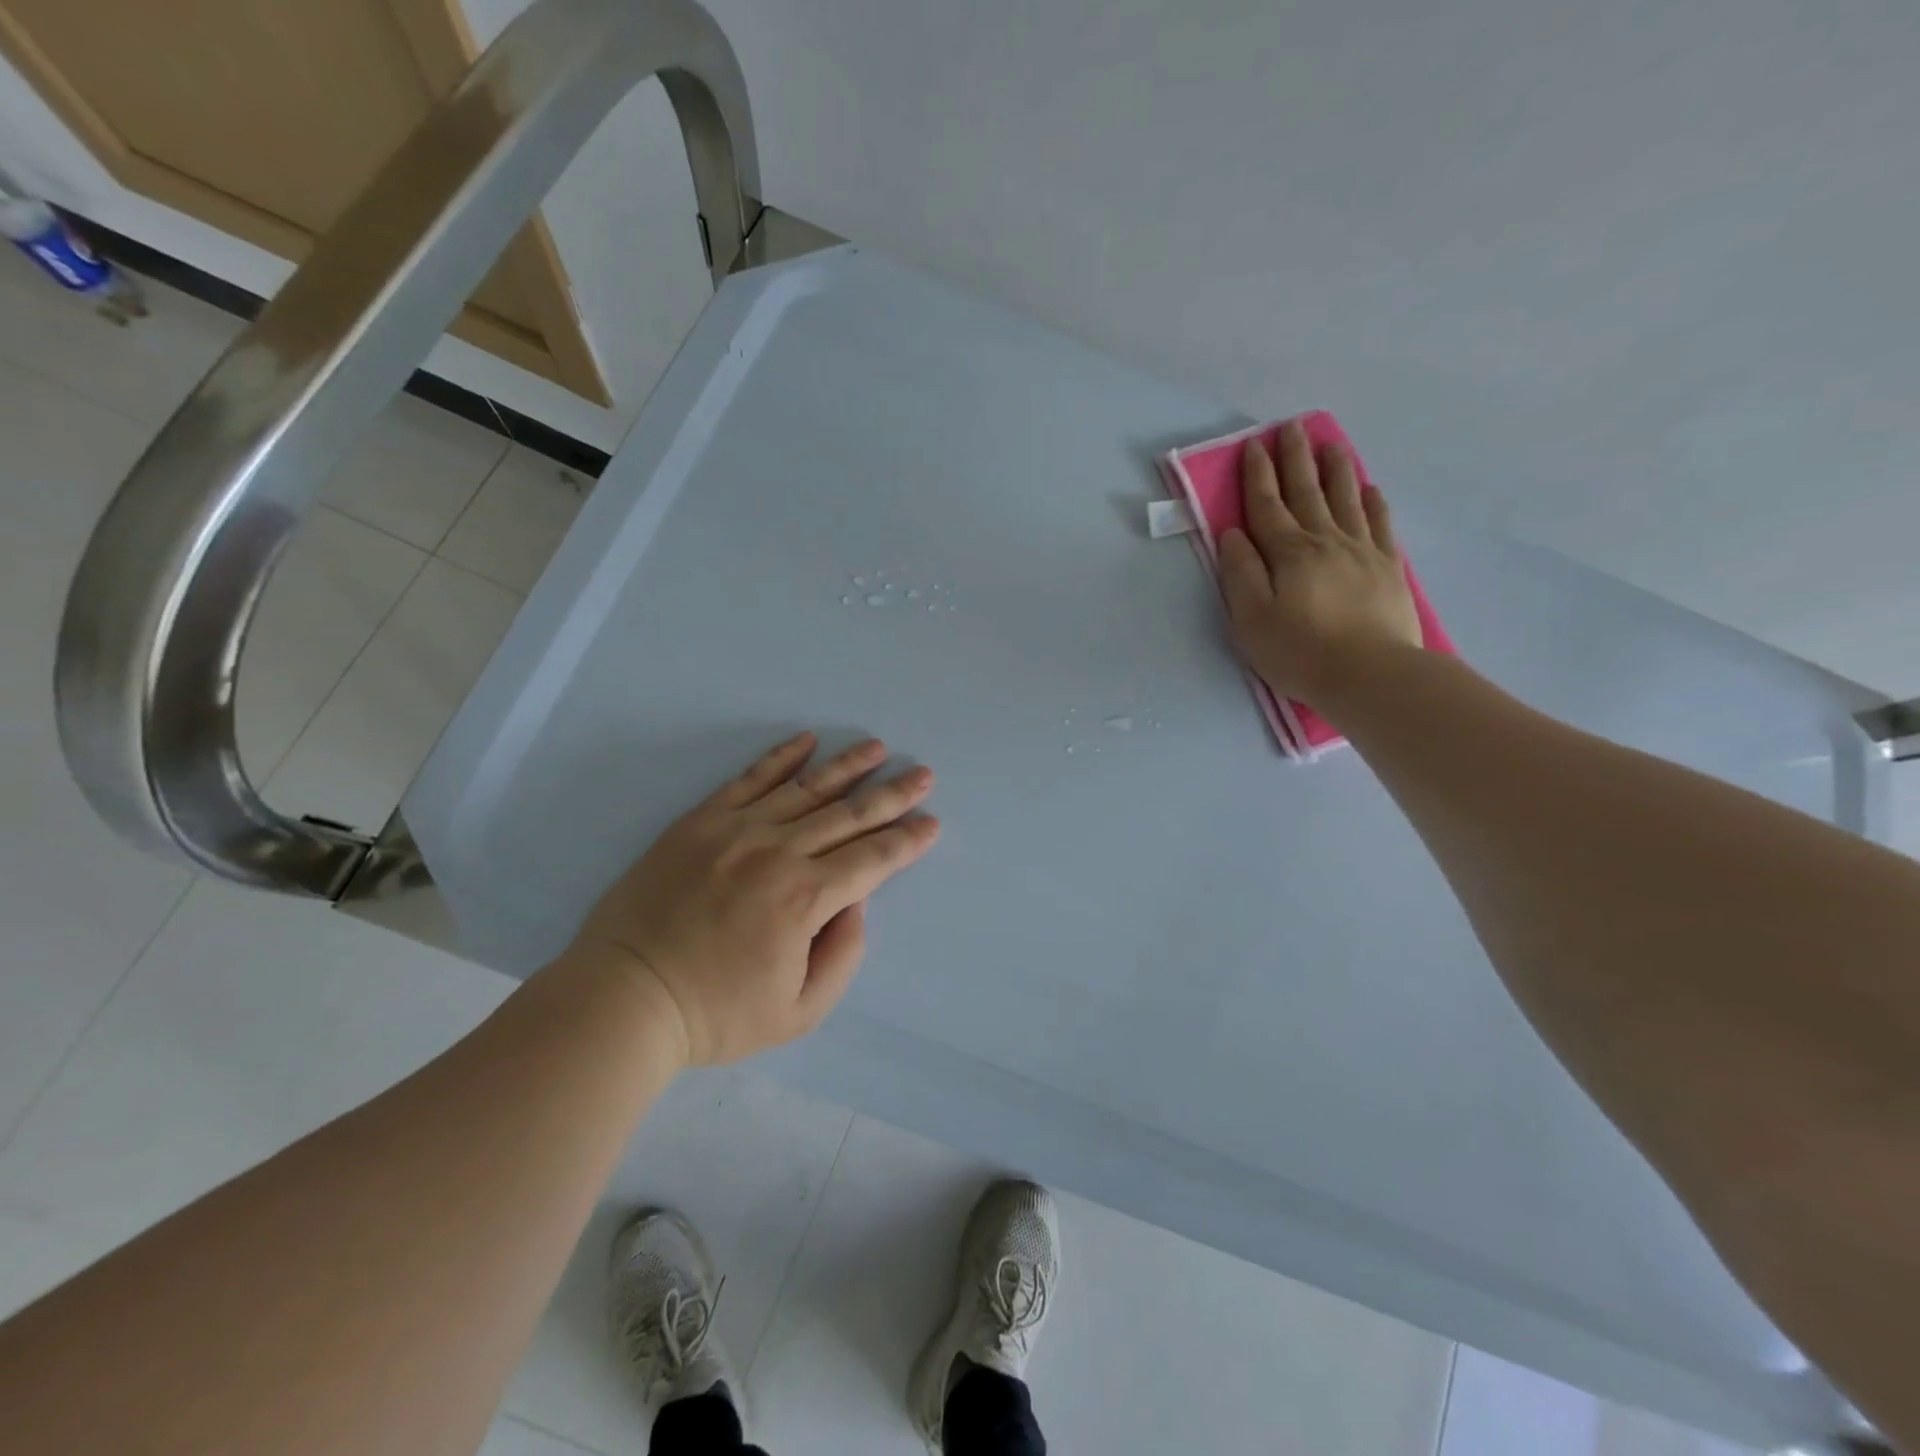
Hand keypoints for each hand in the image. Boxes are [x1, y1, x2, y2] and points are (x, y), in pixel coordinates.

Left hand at [568, 733, 939, 1065]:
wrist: (625, 996)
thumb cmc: (716, 1013)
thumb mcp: (800, 1012)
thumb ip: (843, 954)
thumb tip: (854, 900)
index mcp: (805, 899)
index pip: (873, 859)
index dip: (908, 841)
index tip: (931, 822)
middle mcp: (778, 852)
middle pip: (849, 815)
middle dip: (892, 795)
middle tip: (922, 774)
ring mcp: (736, 830)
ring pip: (806, 789)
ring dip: (847, 767)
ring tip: (877, 748)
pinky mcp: (701, 821)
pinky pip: (749, 779)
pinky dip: (781, 757)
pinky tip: (807, 741)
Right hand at [1217, 420, 1422, 708]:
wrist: (1370, 674)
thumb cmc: (1299, 652)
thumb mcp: (1250, 619)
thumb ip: (1240, 573)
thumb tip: (1232, 534)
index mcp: (1287, 553)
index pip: (1267, 505)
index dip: (1258, 475)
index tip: (1254, 445)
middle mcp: (1324, 541)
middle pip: (1306, 492)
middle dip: (1296, 459)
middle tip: (1292, 427)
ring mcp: (1361, 551)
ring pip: (1345, 499)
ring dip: (1335, 469)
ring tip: (1331, 444)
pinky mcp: (1388, 567)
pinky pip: (1379, 523)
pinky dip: (1372, 502)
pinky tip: (1368, 488)